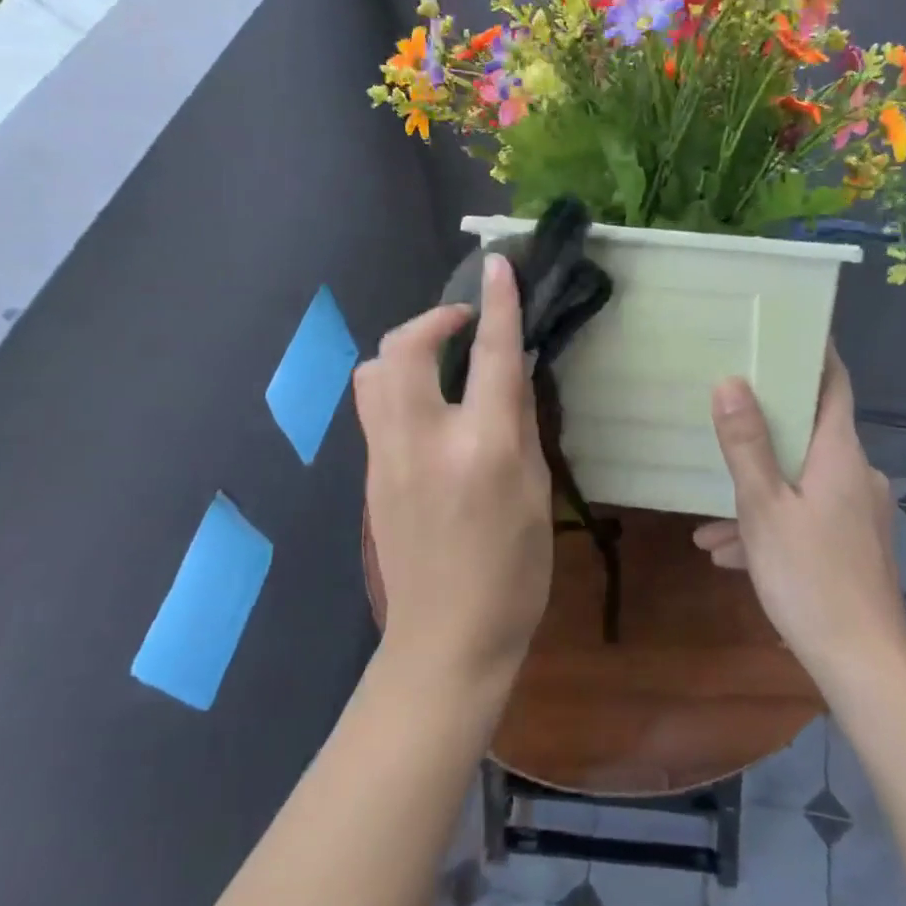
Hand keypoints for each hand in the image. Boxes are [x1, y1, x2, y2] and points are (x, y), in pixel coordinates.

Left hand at [355, 254, 554, 691]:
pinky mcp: (368, 474)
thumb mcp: (537, 493)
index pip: (493, 356)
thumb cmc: (513, 572)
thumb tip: (513, 373)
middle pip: (405, 348)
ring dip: (406, 349)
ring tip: (439, 361)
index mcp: (483, 448)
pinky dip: (397, 383)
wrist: (446, 640)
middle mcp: (425, 441)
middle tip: (463, 323)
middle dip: (433, 318)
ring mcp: (386, 457)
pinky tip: (426, 405)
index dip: (497, 304)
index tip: (499, 265)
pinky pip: (373, 405)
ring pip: (373, 372)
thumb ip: (521, 423)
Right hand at [694, 346, 905, 684]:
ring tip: (708, 517)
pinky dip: (773, 524)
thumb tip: (731, 381)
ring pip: (801, 482)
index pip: (834, 383)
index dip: (815, 353)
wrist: (863, 665)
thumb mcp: (763, 507)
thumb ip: (746, 444)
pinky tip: (728, 553)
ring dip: (758, 491)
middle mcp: (856, 474)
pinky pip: (807, 517)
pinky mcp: (854, 545)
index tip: (787, 329)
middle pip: (811, 431)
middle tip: (726, 412)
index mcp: (840, 454)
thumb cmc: (811, 576)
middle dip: (766, 428)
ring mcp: (858, 512)